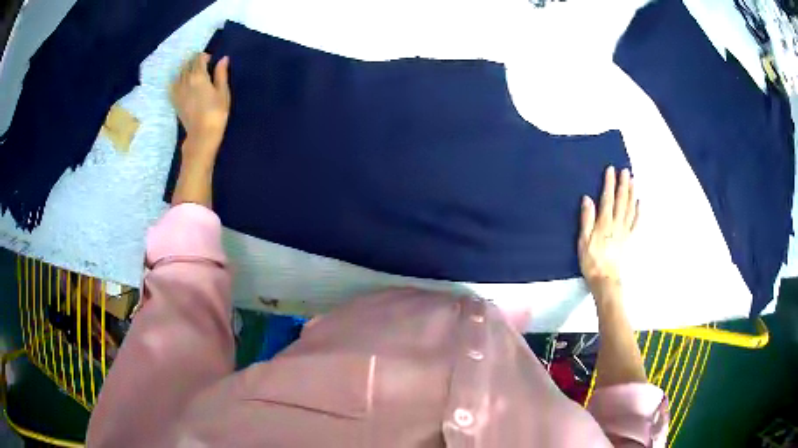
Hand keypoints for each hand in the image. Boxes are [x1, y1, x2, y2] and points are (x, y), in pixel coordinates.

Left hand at [171, 52, 230, 164]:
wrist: (202, 134)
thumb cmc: (216, 113)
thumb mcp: (223, 92)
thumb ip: (221, 74)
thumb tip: (223, 59)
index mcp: (199, 76)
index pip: (198, 58)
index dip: (204, 56)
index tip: (210, 60)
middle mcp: (186, 80)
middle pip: (187, 64)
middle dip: (194, 61)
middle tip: (202, 65)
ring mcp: (178, 91)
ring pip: (179, 73)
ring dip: (185, 70)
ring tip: (192, 73)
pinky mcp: (175, 101)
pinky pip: (173, 86)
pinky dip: (176, 81)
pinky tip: (182, 83)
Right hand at [578, 166, 638, 296]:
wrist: (605, 280)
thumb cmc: (591, 261)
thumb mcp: (583, 241)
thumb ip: (586, 219)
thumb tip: (588, 199)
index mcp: (604, 223)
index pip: (608, 199)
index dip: (609, 183)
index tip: (611, 170)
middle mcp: (617, 224)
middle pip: (622, 201)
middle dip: (624, 184)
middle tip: (626, 170)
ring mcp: (625, 231)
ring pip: (630, 208)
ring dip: (632, 193)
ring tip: (633, 181)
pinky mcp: (629, 239)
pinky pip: (635, 222)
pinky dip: (638, 211)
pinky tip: (639, 203)